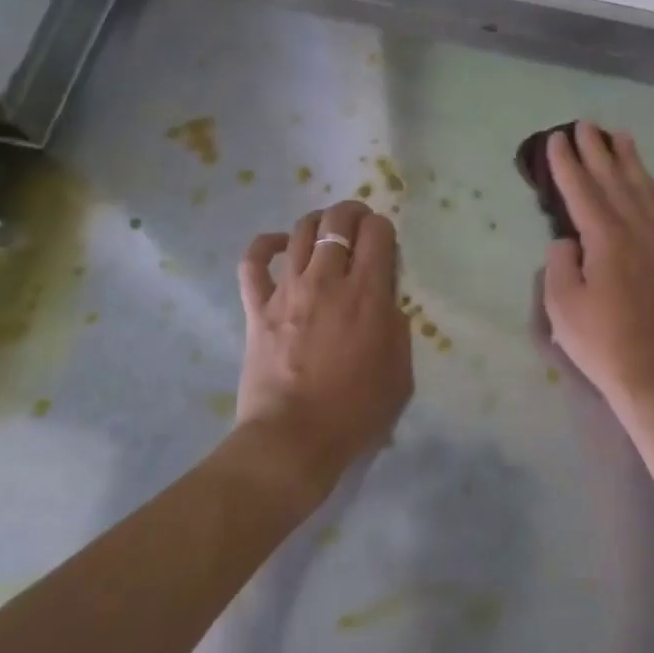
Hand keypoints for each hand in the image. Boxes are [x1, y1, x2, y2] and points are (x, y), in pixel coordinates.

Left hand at [237, 201, 413, 491]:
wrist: (292, 440)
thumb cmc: (354, 412)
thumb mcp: (400, 373)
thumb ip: (397, 328)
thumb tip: (385, 305)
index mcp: (367, 294)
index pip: (378, 232)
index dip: (384, 228)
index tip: (385, 243)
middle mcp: (327, 280)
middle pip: (337, 221)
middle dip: (353, 212)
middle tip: (359, 223)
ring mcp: (288, 290)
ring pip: (300, 232)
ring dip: (317, 223)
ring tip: (325, 232)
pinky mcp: (257, 307)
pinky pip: (253, 263)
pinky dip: (264, 245)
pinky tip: (277, 245)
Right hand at [541, 123, 653, 411]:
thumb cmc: (601, 342)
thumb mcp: (561, 305)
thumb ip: (560, 262)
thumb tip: (570, 241)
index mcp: (608, 239)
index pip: (583, 190)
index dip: (567, 163)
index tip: (556, 138)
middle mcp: (640, 230)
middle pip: (616, 181)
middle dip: (597, 151)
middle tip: (585, 125)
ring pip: (647, 190)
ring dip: (631, 162)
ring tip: (620, 137)